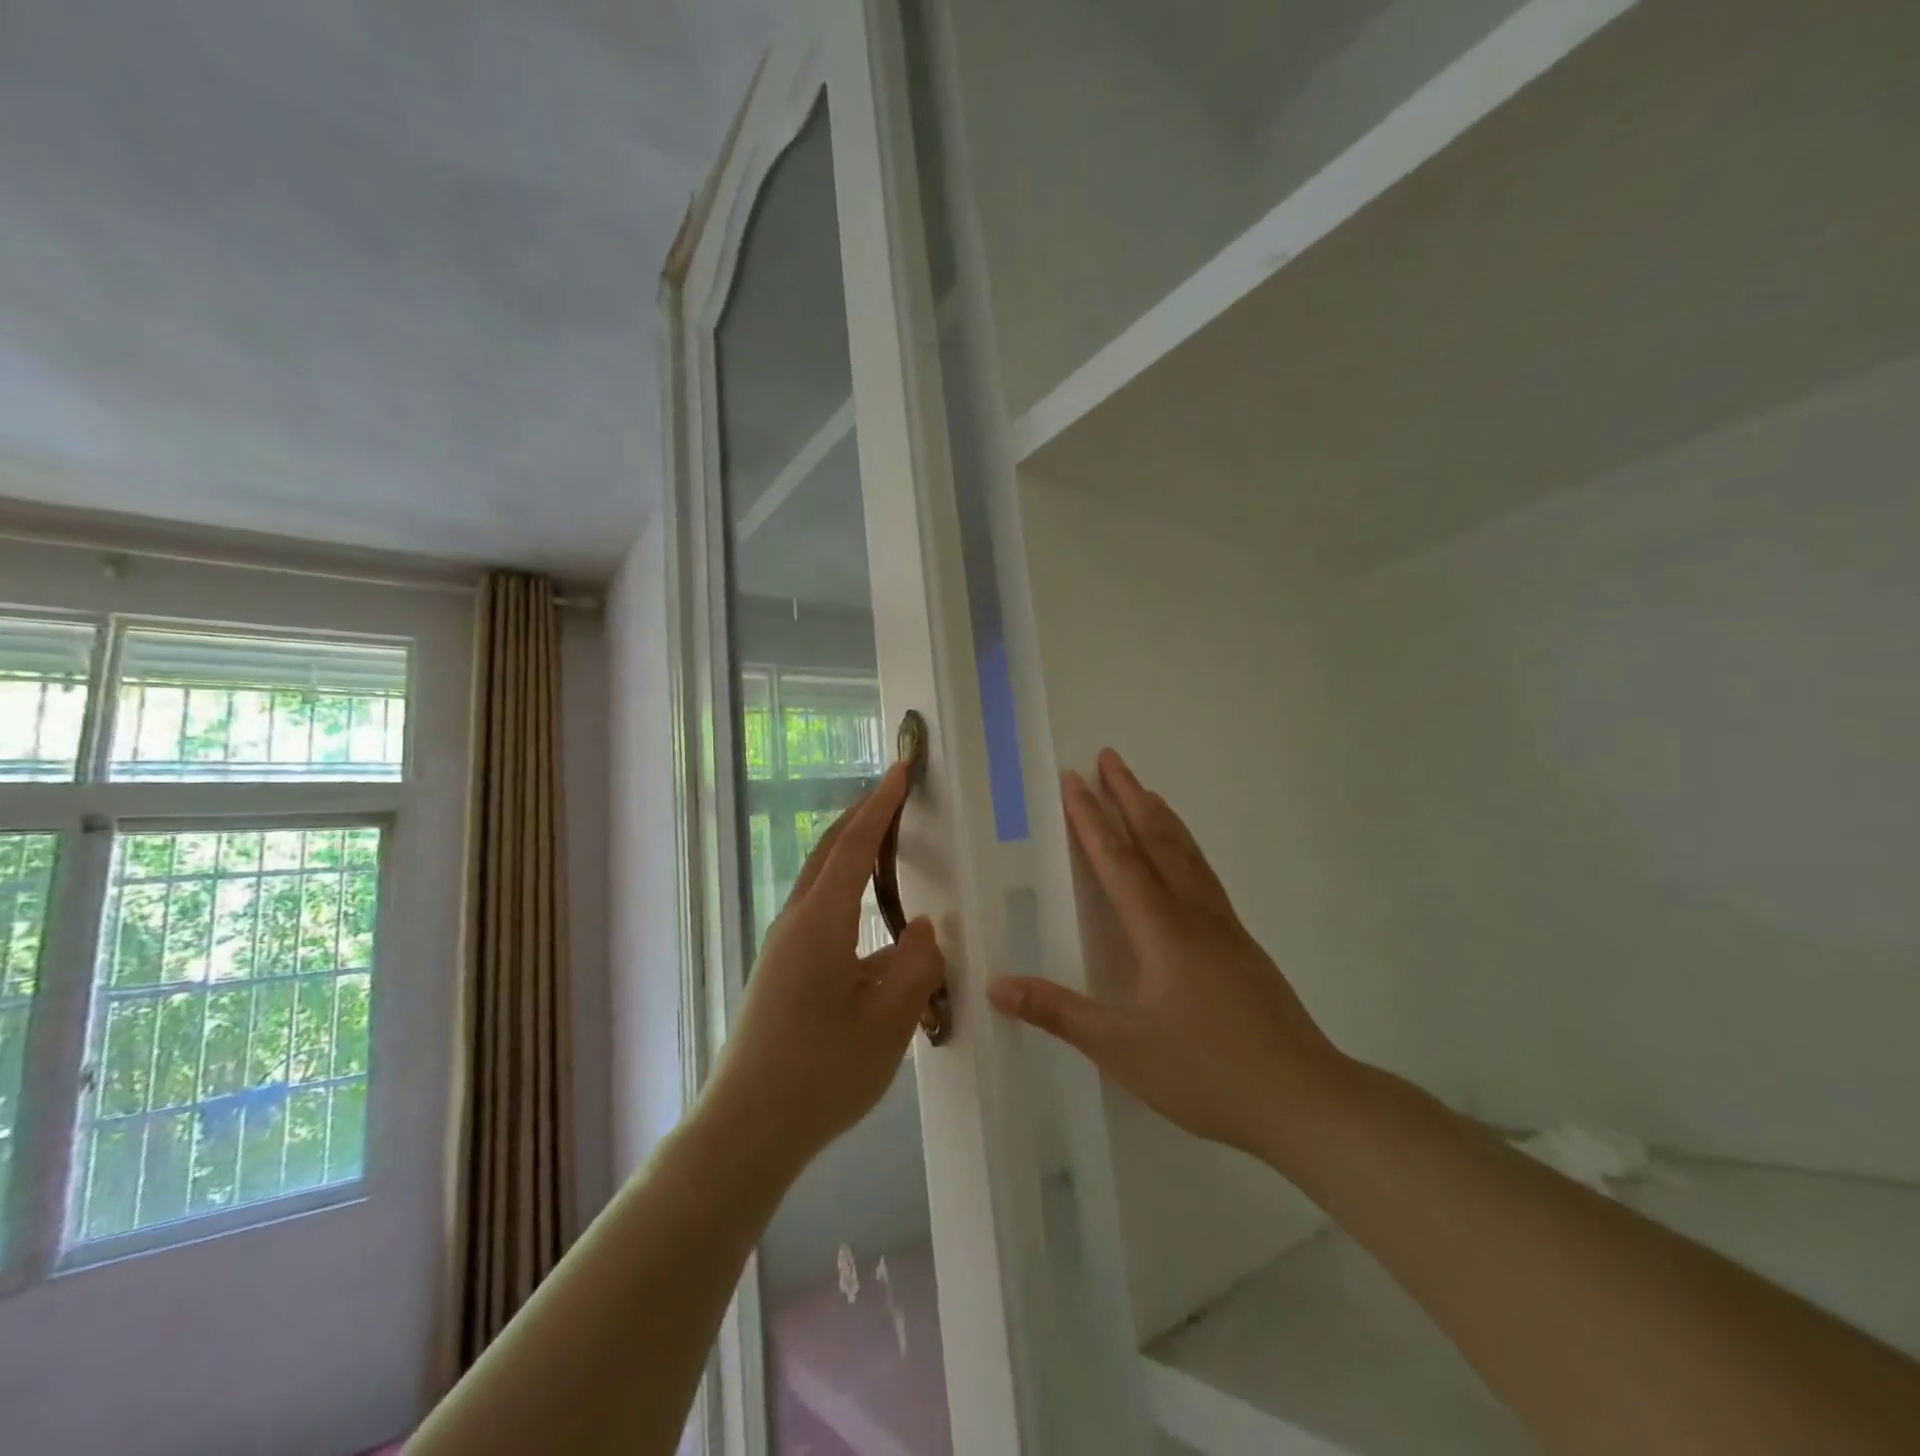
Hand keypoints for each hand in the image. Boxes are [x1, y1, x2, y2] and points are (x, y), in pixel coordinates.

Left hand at [702, 763, 946, 1171]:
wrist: (746, 1130)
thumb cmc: (822, 1074)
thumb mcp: (889, 1021)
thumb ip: (916, 965)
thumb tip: (919, 928)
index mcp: (821, 923)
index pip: (855, 846)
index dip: (881, 805)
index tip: (901, 770)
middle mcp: (796, 923)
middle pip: (829, 852)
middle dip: (862, 817)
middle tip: (895, 794)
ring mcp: (782, 948)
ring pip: (822, 883)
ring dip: (852, 854)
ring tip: (888, 846)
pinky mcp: (779, 971)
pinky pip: (819, 914)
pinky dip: (846, 893)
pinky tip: (872, 924)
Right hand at [988, 748, 1346, 1158]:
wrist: (1303, 1099)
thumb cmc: (1206, 1072)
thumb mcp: (1121, 1049)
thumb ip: (1058, 1012)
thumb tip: (996, 985)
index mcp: (1161, 930)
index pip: (1117, 859)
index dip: (1091, 818)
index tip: (1073, 780)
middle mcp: (1193, 914)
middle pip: (1157, 839)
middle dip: (1129, 795)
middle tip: (1109, 757)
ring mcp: (1224, 926)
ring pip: (1187, 853)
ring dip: (1160, 815)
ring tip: (1143, 789)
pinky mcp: (1241, 944)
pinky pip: (1204, 874)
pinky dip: (1184, 846)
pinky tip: (1183, 858)